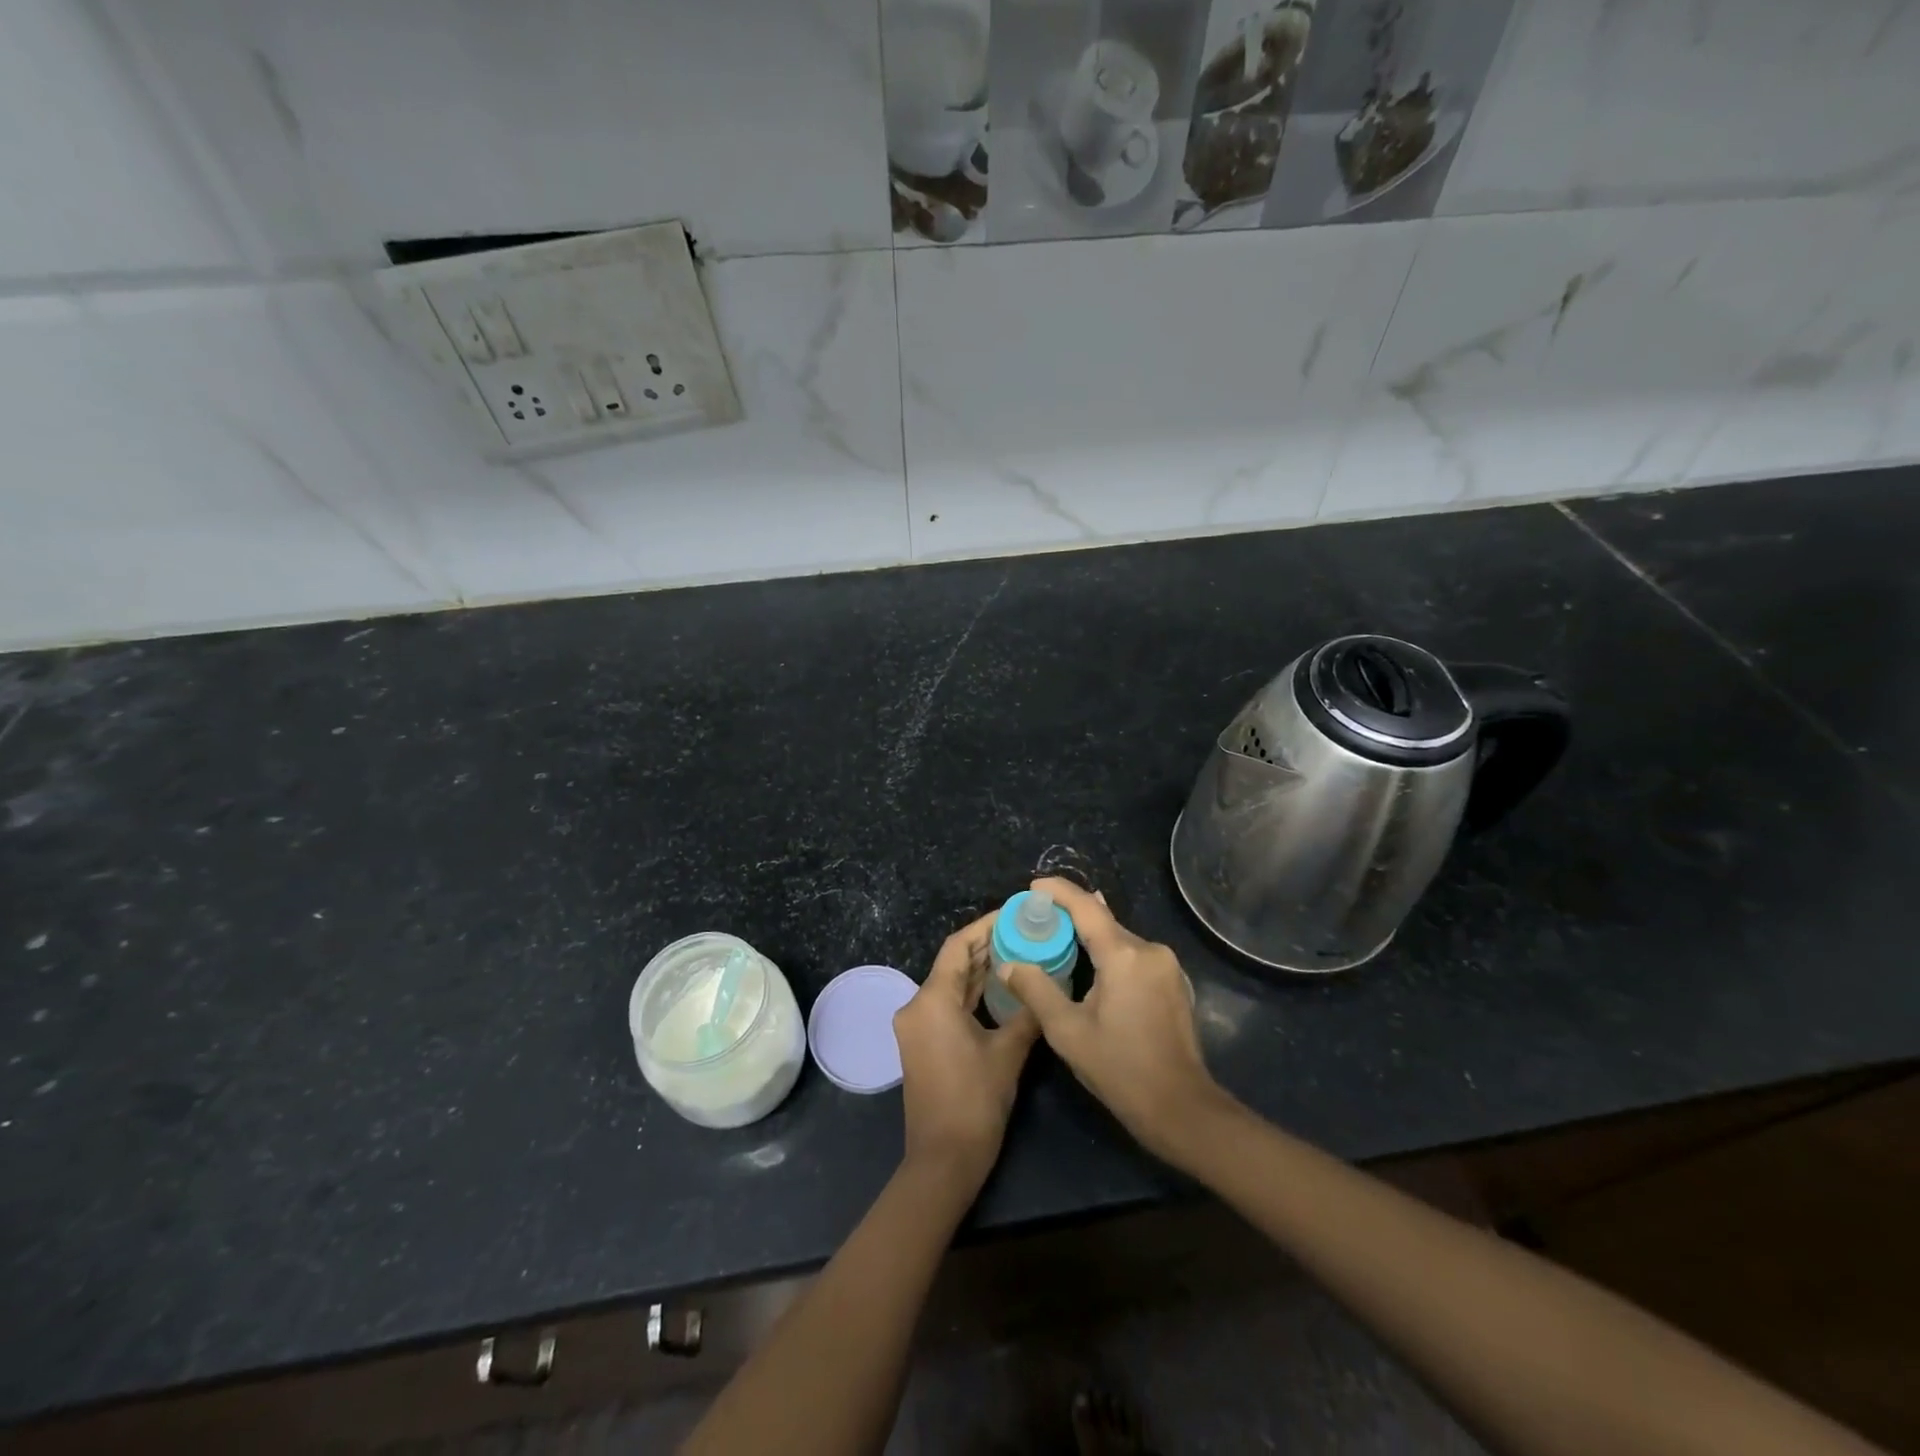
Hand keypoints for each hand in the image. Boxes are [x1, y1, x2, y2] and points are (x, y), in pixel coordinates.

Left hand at [893, 911, 1040, 1189]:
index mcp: (932, 1000)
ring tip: (1018, 953)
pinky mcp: (922, 1044)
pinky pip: (946, 1005)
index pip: (957, 946)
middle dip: (986, 946)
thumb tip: (1046, 986)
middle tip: (1023, 932)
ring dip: (980, 970)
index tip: (1013, 914)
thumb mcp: (1007, 1054)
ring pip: (950, 985)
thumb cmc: (975, 1102)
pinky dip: (971, 994)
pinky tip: (1000, 989)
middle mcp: (917, 1006)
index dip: (985, 926)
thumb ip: (1026, 1014)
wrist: (943, 1161)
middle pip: (953, 964)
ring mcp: (916, 1027)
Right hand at [998, 878, 1229, 1164]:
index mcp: (1124, 955)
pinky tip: (1093, 969)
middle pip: (1104, 922)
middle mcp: (1150, 950)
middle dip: (1071, 917)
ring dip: (1091, 938)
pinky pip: (1134, 955)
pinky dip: (1110, 954)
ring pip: (1120, 939)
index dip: (1058, 891)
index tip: (1033, 886)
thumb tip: (1010, 964)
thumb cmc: (1120, 1070)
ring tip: (1059, 942)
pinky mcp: (1174, 983)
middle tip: (1037, 921)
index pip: (1086, 907)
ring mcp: (1167, 966)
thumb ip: (1036, 990)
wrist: (1181, 1108)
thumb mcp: (1068, 1032)